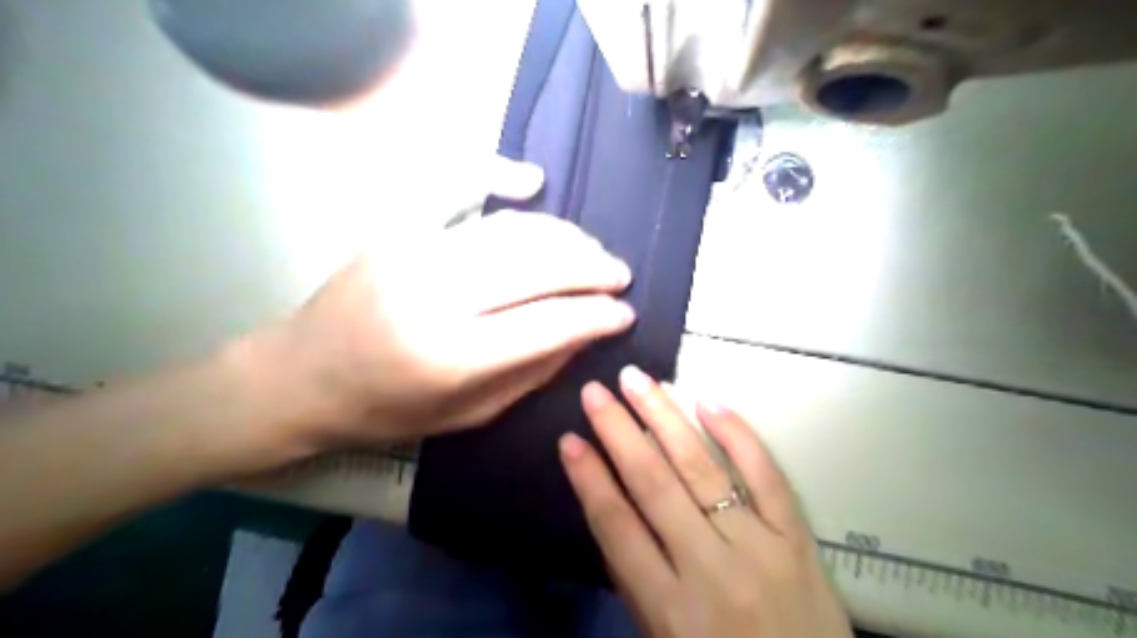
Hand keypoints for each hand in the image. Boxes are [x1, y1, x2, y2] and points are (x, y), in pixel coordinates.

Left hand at [250, 163, 638, 452]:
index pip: (549, 323)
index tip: (626, 313)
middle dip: (591, 268)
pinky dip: (497, 173)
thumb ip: (534, 372)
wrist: (300, 377)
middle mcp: (436, 295)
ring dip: (563, 235)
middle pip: (537, 266)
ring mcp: (414, 252)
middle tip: (619, 275)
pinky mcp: (398, 228)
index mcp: (453, 356)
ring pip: (511, 228)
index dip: (597, 316)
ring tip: (591, 250)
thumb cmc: (387, 410)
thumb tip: (585, 333)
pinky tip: (531, 179)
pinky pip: (455, 185)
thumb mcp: (470, 413)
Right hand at [557, 369, 852, 636]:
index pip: (617, 527)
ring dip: (665, 418)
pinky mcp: (797, 538)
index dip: (589, 479)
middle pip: (654, 485)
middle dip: (619, 432)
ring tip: (638, 380)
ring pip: (702, 469)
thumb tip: (613, 508)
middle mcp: (710, 569)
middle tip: (596, 391)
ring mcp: (759, 547)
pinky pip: (766, 476)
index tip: (568, 439)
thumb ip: (636, 581)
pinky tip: (707, 401)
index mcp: (670, 608)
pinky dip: (737, 435)